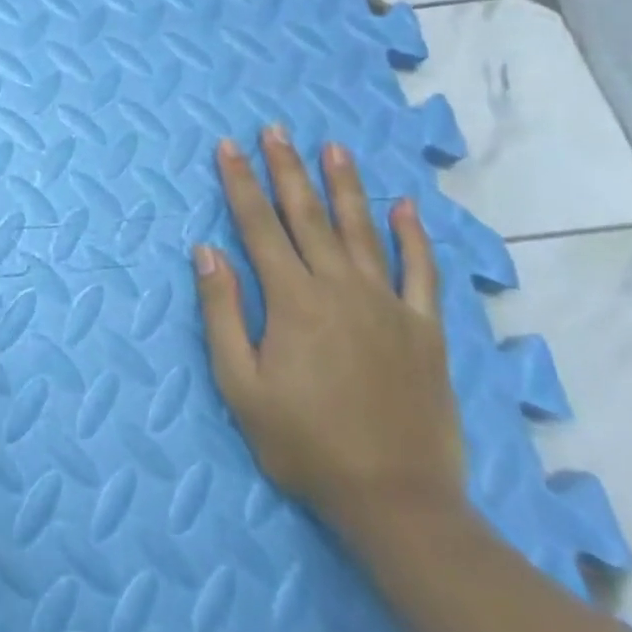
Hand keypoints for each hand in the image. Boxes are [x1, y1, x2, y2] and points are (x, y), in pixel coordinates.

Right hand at [192, 128, 464, 533]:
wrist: (397, 502)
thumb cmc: (305, 444)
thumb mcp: (241, 385)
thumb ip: (222, 313)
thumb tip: (207, 251)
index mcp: (293, 300)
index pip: (258, 225)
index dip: (240, 182)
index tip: (228, 146)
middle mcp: (340, 288)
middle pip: (308, 216)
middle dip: (287, 169)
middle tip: (276, 129)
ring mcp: (387, 305)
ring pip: (362, 231)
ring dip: (345, 186)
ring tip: (333, 148)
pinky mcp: (424, 330)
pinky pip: (420, 273)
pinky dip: (413, 238)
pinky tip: (406, 207)